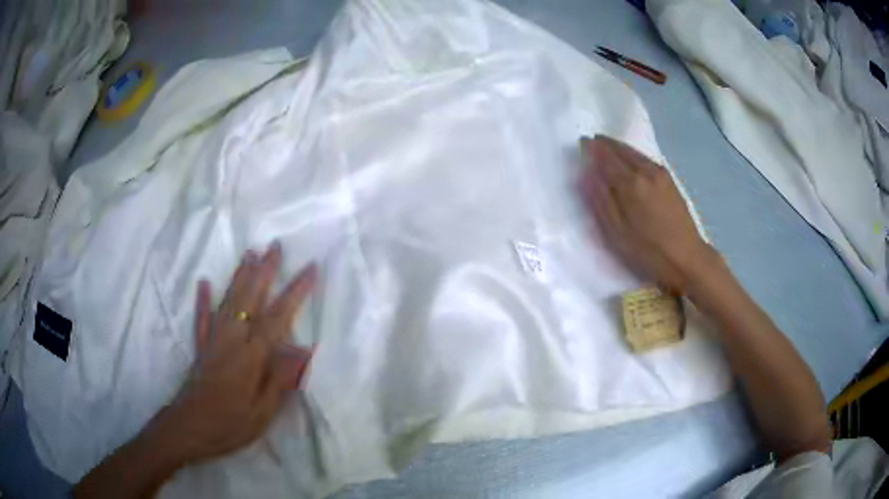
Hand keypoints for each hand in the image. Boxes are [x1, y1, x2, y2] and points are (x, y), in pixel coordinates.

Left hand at [152, 243, 315, 464]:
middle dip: (264, 271)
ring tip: (250, 253)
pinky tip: (203, 283)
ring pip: (228, 301)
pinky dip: (203, 300)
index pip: (277, 317)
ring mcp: (213, 341)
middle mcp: (231, 340)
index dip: (295, 291)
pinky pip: (201, 318)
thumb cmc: (229, 425)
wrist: (187, 429)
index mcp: (250, 357)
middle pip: (250, 299)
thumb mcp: (262, 413)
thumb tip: (302, 349)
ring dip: (239, 276)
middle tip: (275, 245)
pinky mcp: (200, 348)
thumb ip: (280, 380)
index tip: (309, 268)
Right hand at [578, 136, 713, 293]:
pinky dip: (632, 154)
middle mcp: (645, 171)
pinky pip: (645, 158)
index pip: (605, 157)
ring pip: (634, 152)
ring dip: (619, 147)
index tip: (581, 144)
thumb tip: (588, 173)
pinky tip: (629, 160)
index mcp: (630, 184)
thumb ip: (601, 200)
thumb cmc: (648, 252)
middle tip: (592, 143)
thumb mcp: (617, 233)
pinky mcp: (670, 180)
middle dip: (605, 144)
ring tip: (607, 148)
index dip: (591, 149)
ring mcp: (660, 173)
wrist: (687, 259)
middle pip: (621, 149)